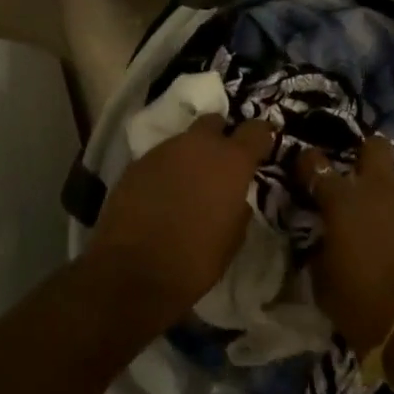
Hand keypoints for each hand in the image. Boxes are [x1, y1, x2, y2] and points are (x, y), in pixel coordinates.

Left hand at [86, 115, 276, 329]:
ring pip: (184, 140)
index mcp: (231, 161)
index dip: (260, 138)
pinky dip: (166, 170)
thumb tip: (234, 198)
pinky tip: (161, 194)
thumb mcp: (233, 238)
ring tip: (188, 183)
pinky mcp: (136, 163)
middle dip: (220, 136)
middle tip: (220, 163)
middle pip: (215, 122)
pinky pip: (160, 158)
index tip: (260, 150)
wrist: (132, 272)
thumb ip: (238, 207)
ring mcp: (164, 150)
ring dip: (190, 155)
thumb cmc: (195, 260)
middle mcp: (198, 145)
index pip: (256, 130)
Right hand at [296, 134, 393, 350]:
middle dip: (366, 155)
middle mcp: (380, 192)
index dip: (308, 163)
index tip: (305, 166)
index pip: (317, 167)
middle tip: (358, 177)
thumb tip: (325, 242)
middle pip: (375, 148)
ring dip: (389, 202)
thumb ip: (322, 251)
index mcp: (344, 202)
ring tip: (384, 231)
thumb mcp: (324, 282)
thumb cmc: (362, 305)